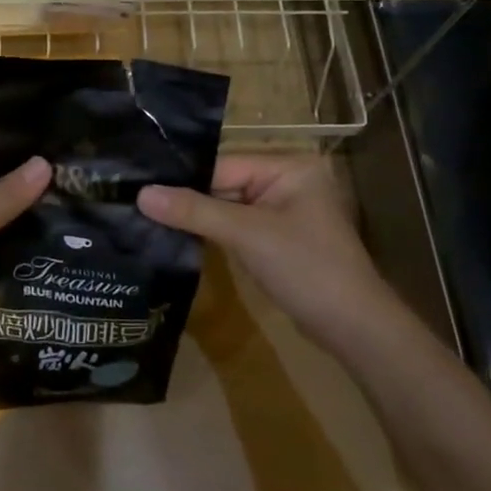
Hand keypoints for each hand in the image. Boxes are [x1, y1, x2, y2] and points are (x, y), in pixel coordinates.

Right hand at [138, 155, 405, 358]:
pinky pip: (239, 226)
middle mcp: (288, 180)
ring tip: (149, 220)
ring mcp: (285, 211)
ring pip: (228, 206)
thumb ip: (194, 211)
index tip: (139, 187)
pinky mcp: (279, 238)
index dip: (184, 179)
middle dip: (189, 199)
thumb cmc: (305, 268)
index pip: (223, 164)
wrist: (353, 326)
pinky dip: (215, 233)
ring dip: (199, 217)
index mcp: (289, 166)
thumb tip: (141, 194)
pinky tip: (181, 238)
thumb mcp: (246, 234)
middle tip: (137, 205)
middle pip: (225, 183)